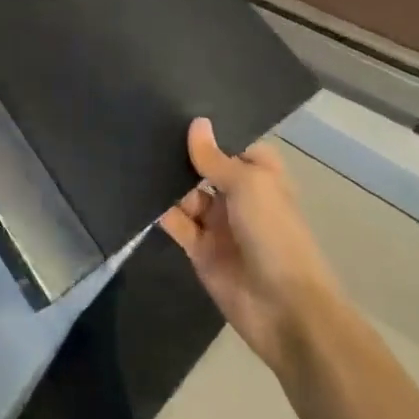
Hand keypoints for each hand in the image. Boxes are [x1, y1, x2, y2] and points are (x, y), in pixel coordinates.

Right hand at [160, 119, 337, 366]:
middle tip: (143, 125)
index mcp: (260, 177)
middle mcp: (239, 196)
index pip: (232, 144)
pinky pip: (176, 222)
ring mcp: (218, 224)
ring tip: (133, 153)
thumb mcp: (247, 185)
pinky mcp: (199, 249)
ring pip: (186, 193)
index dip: (209, 131)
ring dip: (167, 180)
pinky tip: (137, 190)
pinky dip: (160, 210)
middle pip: (205, 168)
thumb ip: (214, 157)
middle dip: (181, 153)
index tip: (176, 107)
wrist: (285, 311)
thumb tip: (196, 123)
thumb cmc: (274, 234)